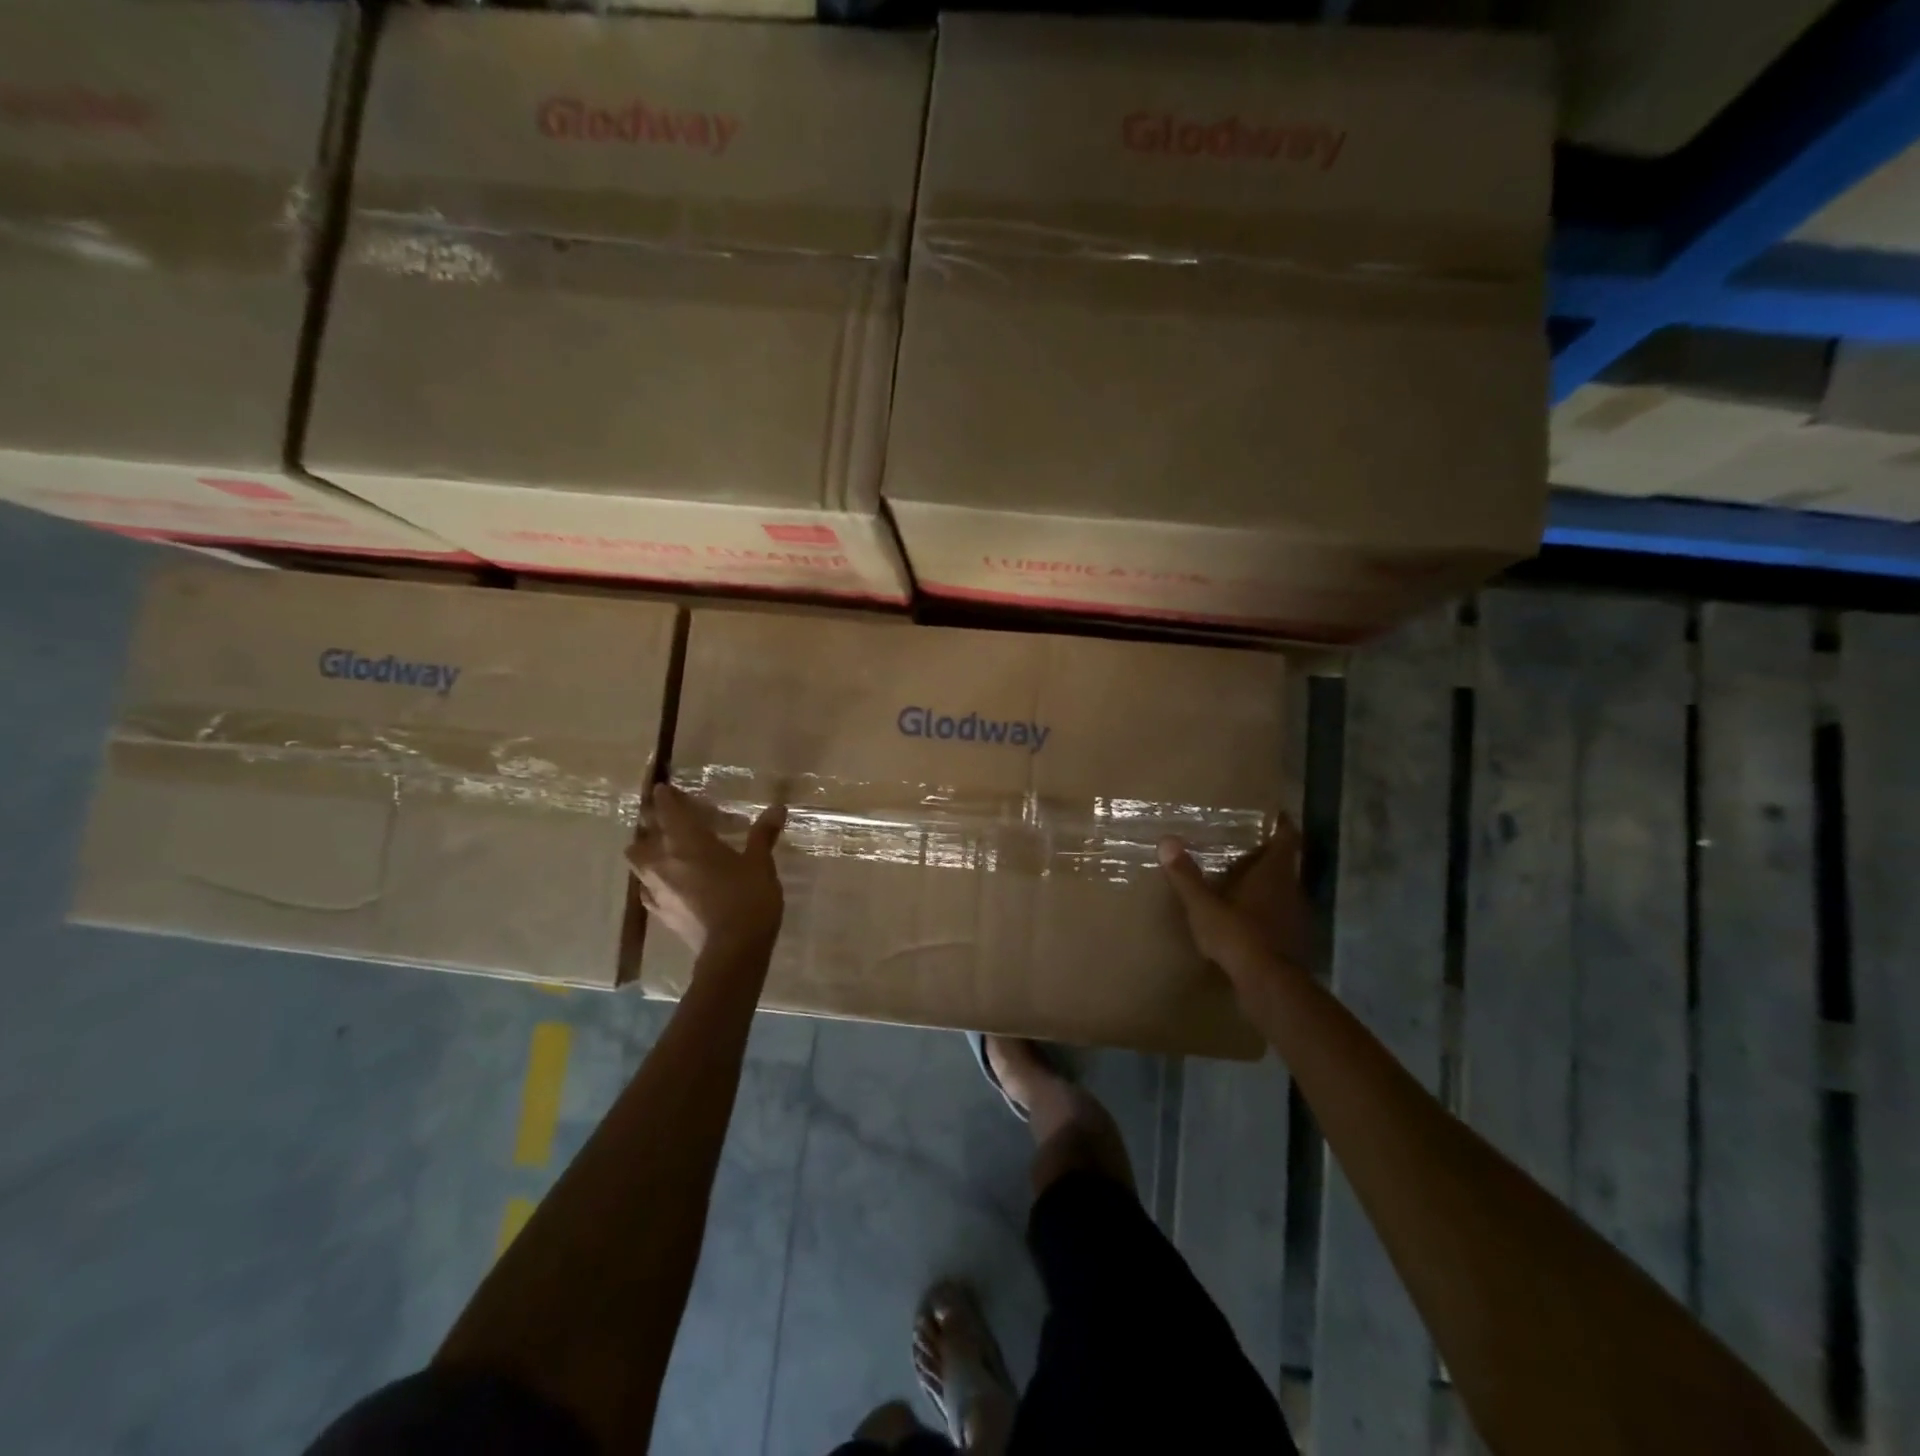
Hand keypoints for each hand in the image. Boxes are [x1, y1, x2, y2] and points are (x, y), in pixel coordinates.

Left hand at [627, 783, 786, 956]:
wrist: (732, 951)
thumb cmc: (748, 898)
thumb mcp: (760, 864)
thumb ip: (763, 835)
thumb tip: (778, 808)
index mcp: (687, 841)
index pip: (667, 810)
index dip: (665, 797)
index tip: (663, 788)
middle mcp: (663, 861)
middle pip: (642, 836)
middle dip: (650, 825)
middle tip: (665, 820)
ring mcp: (656, 889)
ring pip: (638, 863)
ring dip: (646, 852)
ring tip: (662, 851)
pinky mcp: (659, 913)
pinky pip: (646, 889)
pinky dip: (652, 881)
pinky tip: (667, 884)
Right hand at [1159, 819, 1311, 983]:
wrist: (1269, 986)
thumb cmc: (1238, 935)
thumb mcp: (1204, 905)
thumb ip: (1186, 876)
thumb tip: (1166, 840)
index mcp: (1274, 874)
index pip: (1287, 839)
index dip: (1282, 824)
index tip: (1273, 814)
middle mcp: (1291, 889)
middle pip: (1285, 864)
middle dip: (1268, 854)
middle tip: (1245, 845)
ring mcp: (1295, 917)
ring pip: (1284, 890)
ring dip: (1268, 884)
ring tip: (1242, 880)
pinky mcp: (1292, 941)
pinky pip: (1280, 915)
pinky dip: (1266, 910)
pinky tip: (1247, 917)